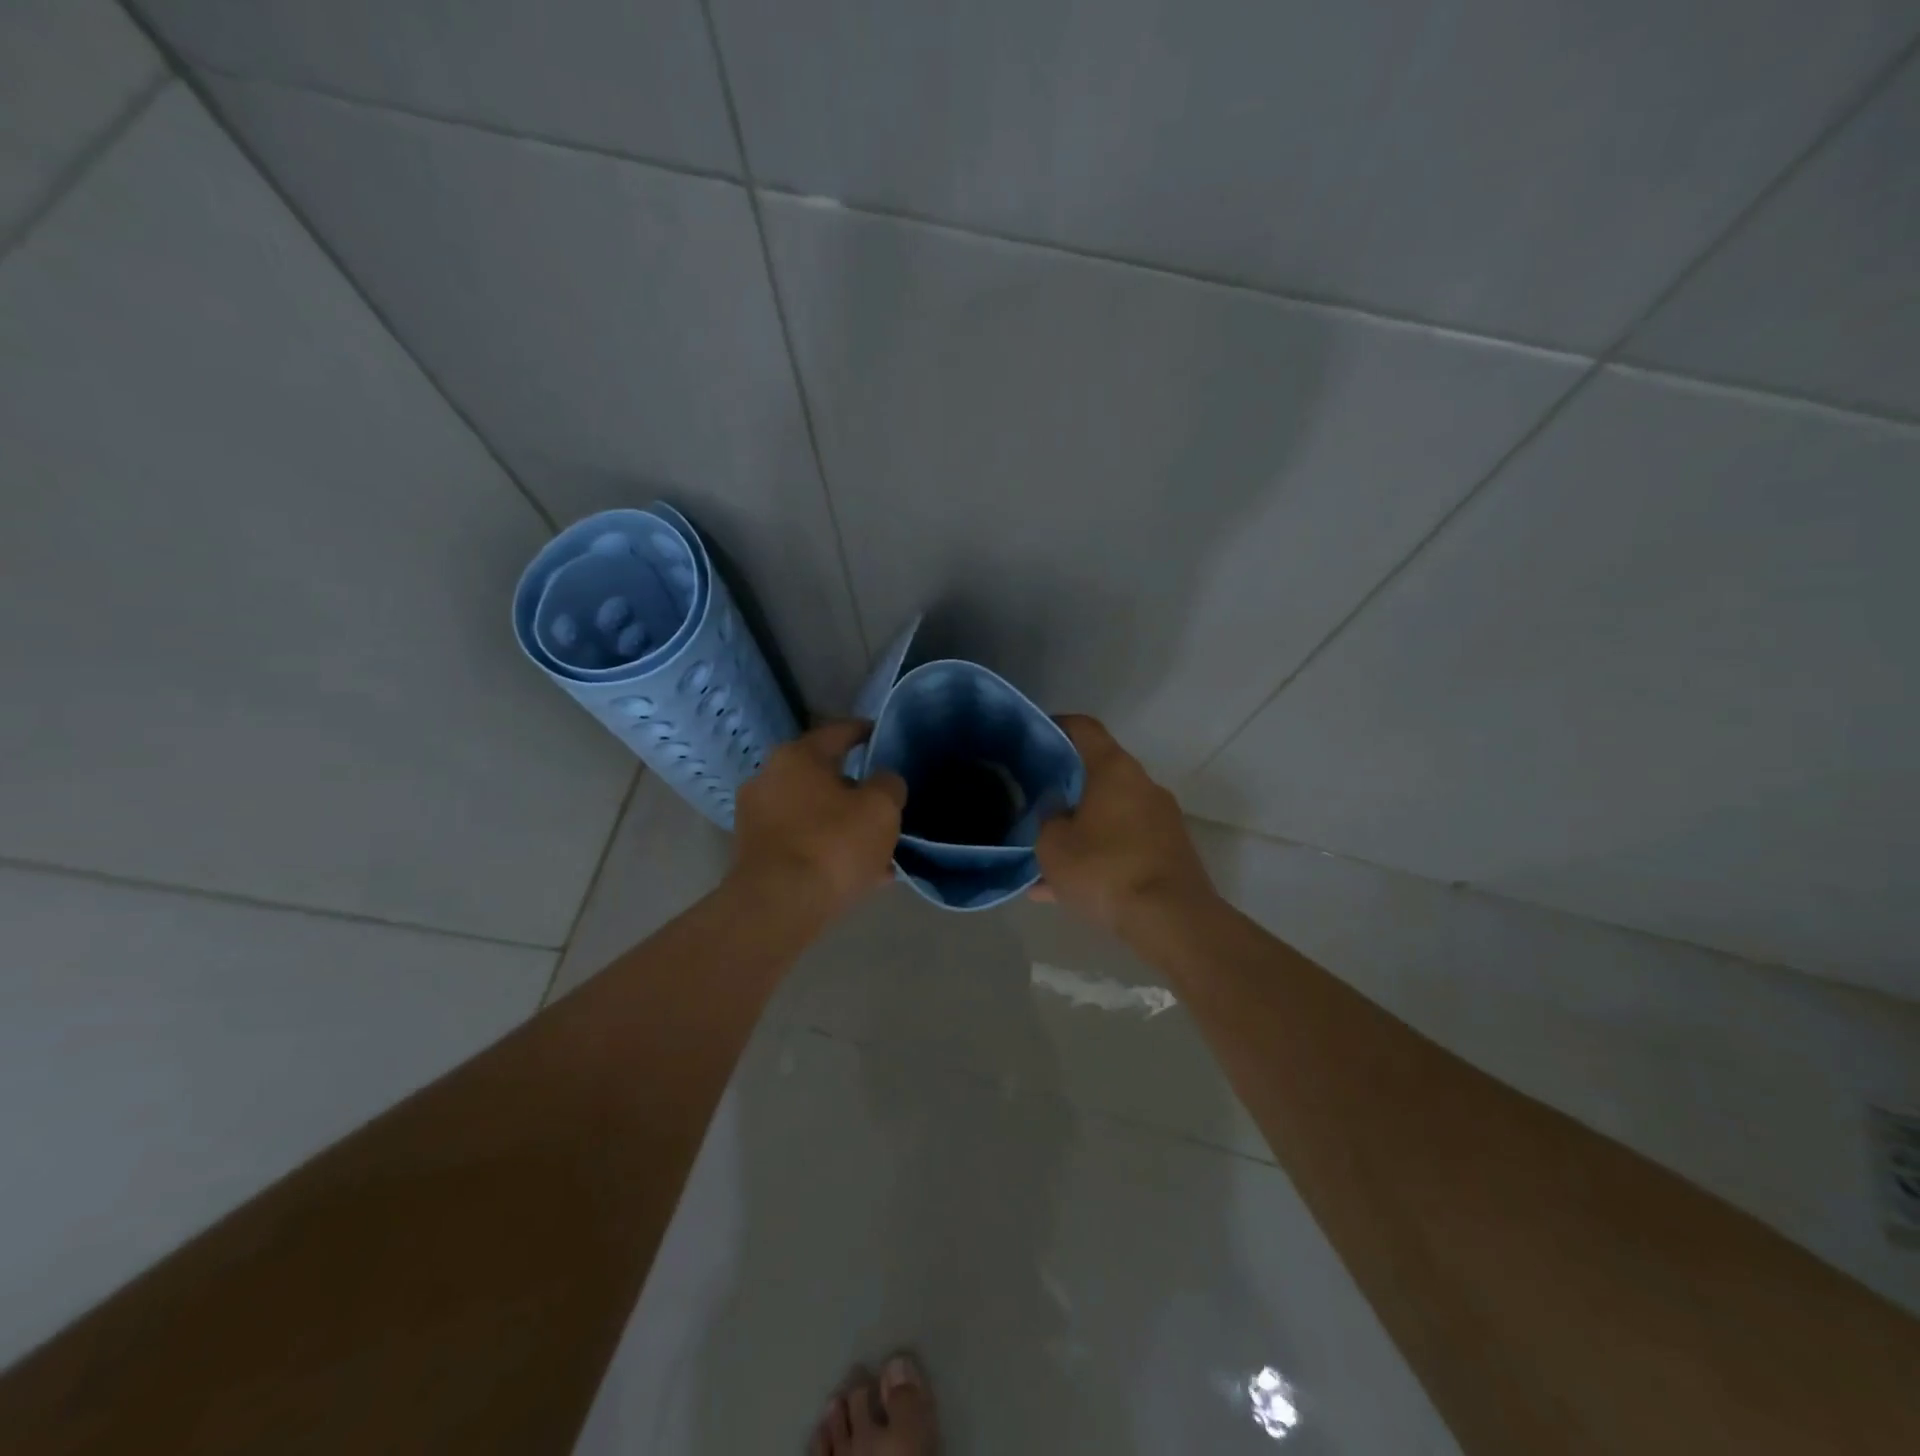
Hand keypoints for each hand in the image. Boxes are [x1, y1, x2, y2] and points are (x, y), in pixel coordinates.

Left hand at [730, 719, 905, 921]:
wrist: (778, 907)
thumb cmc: (832, 844)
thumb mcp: (881, 809)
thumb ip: (889, 785)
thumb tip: (883, 782)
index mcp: (797, 756)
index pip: (839, 732)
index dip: (866, 732)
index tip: (883, 736)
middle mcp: (768, 778)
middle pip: (824, 776)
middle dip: (856, 790)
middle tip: (885, 804)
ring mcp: (757, 817)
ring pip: (814, 813)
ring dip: (843, 825)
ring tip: (877, 848)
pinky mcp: (754, 853)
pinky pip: (802, 842)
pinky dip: (827, 850)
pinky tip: (858, 873)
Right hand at [1035, 715, 1217, 934]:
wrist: (1171, 920)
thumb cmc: (1104, 869)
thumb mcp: (1053, 846)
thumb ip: (1048, 819)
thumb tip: (1058, 811)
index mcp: (1115, 770)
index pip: (1085, 729)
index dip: (1058, 726)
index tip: (1037, 735)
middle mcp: (1143, 786)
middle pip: (1100, 773)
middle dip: (1068, 786)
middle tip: (1037, 799)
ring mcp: (1161, 820)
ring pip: (1110, 816)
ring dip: (1081, 829)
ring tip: (1046, 857)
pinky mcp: (1170, 852)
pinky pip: (1124, 846)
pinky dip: (1099, 857)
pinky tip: (1065, 890)